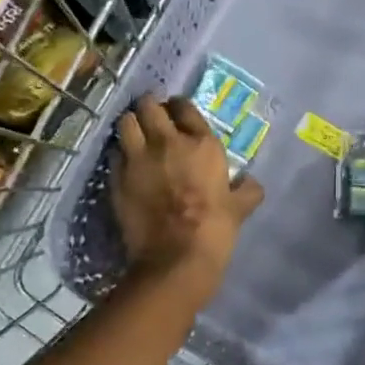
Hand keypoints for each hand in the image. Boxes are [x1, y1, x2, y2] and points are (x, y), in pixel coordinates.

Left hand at [113, 95, 263, 299]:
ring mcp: (138, 157)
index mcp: (202, 144)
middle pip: (149, 106)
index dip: (178, 107)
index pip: (184, 107)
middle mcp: (167, 141)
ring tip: (135, 133)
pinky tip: (125, 163)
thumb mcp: (240, 208)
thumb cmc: (214, 230)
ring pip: (126, 122)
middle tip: (153, 118)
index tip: (176, 113)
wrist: (175, 258)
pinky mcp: (117, 177)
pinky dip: (119, 153)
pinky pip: (114, 153)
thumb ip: (247, 190)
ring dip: (131, 124)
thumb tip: (250, 183)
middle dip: (150, 108)